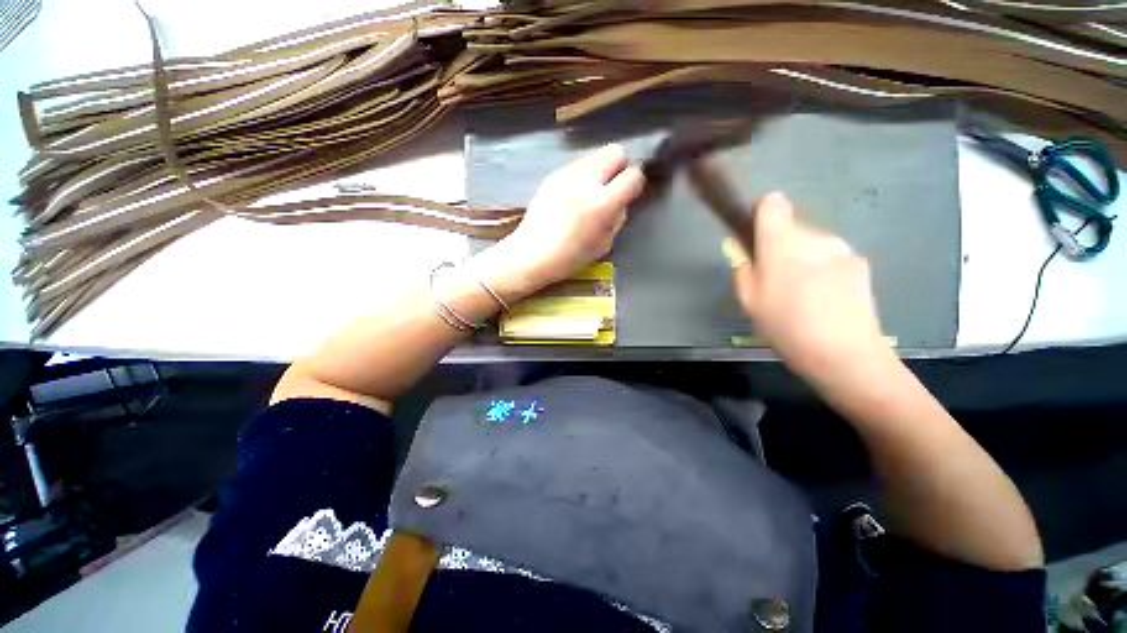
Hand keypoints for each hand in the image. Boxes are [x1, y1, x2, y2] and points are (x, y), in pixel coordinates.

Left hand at [489, 144, 644, 293]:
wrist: (531, 253)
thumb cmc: (570, 257)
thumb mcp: (604, 244)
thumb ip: (618, 218)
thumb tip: (621, 201)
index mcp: (602, 203)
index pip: (633, 175)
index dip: (636, 182)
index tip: (630, 193)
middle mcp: (586, 180)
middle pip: (615, 151)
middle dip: (620, 166)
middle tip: (613, 187)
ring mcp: (566, 174)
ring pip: (595, 154)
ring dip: (601, 169)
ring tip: (592, 191)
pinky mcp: (552, 175)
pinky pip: (577, 164)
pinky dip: (583, 174)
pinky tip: (575, 194)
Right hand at [731, 192, 892, 380]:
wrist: (845, 354)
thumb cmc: (786, 327)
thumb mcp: (748, 301)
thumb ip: (743, 269)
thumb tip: (745, 252)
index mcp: (782, 244)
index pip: (773, 204)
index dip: (761, 214)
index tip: (756, 239)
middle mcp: (814, 237)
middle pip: (791, 228)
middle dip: (778, 247)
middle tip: (774, 281)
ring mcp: (841, 249)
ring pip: (811, 243)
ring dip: (801, 259)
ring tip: (799, 294)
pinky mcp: (860, 263)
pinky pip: (830, 257)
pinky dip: (822, 270)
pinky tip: (823, 299)